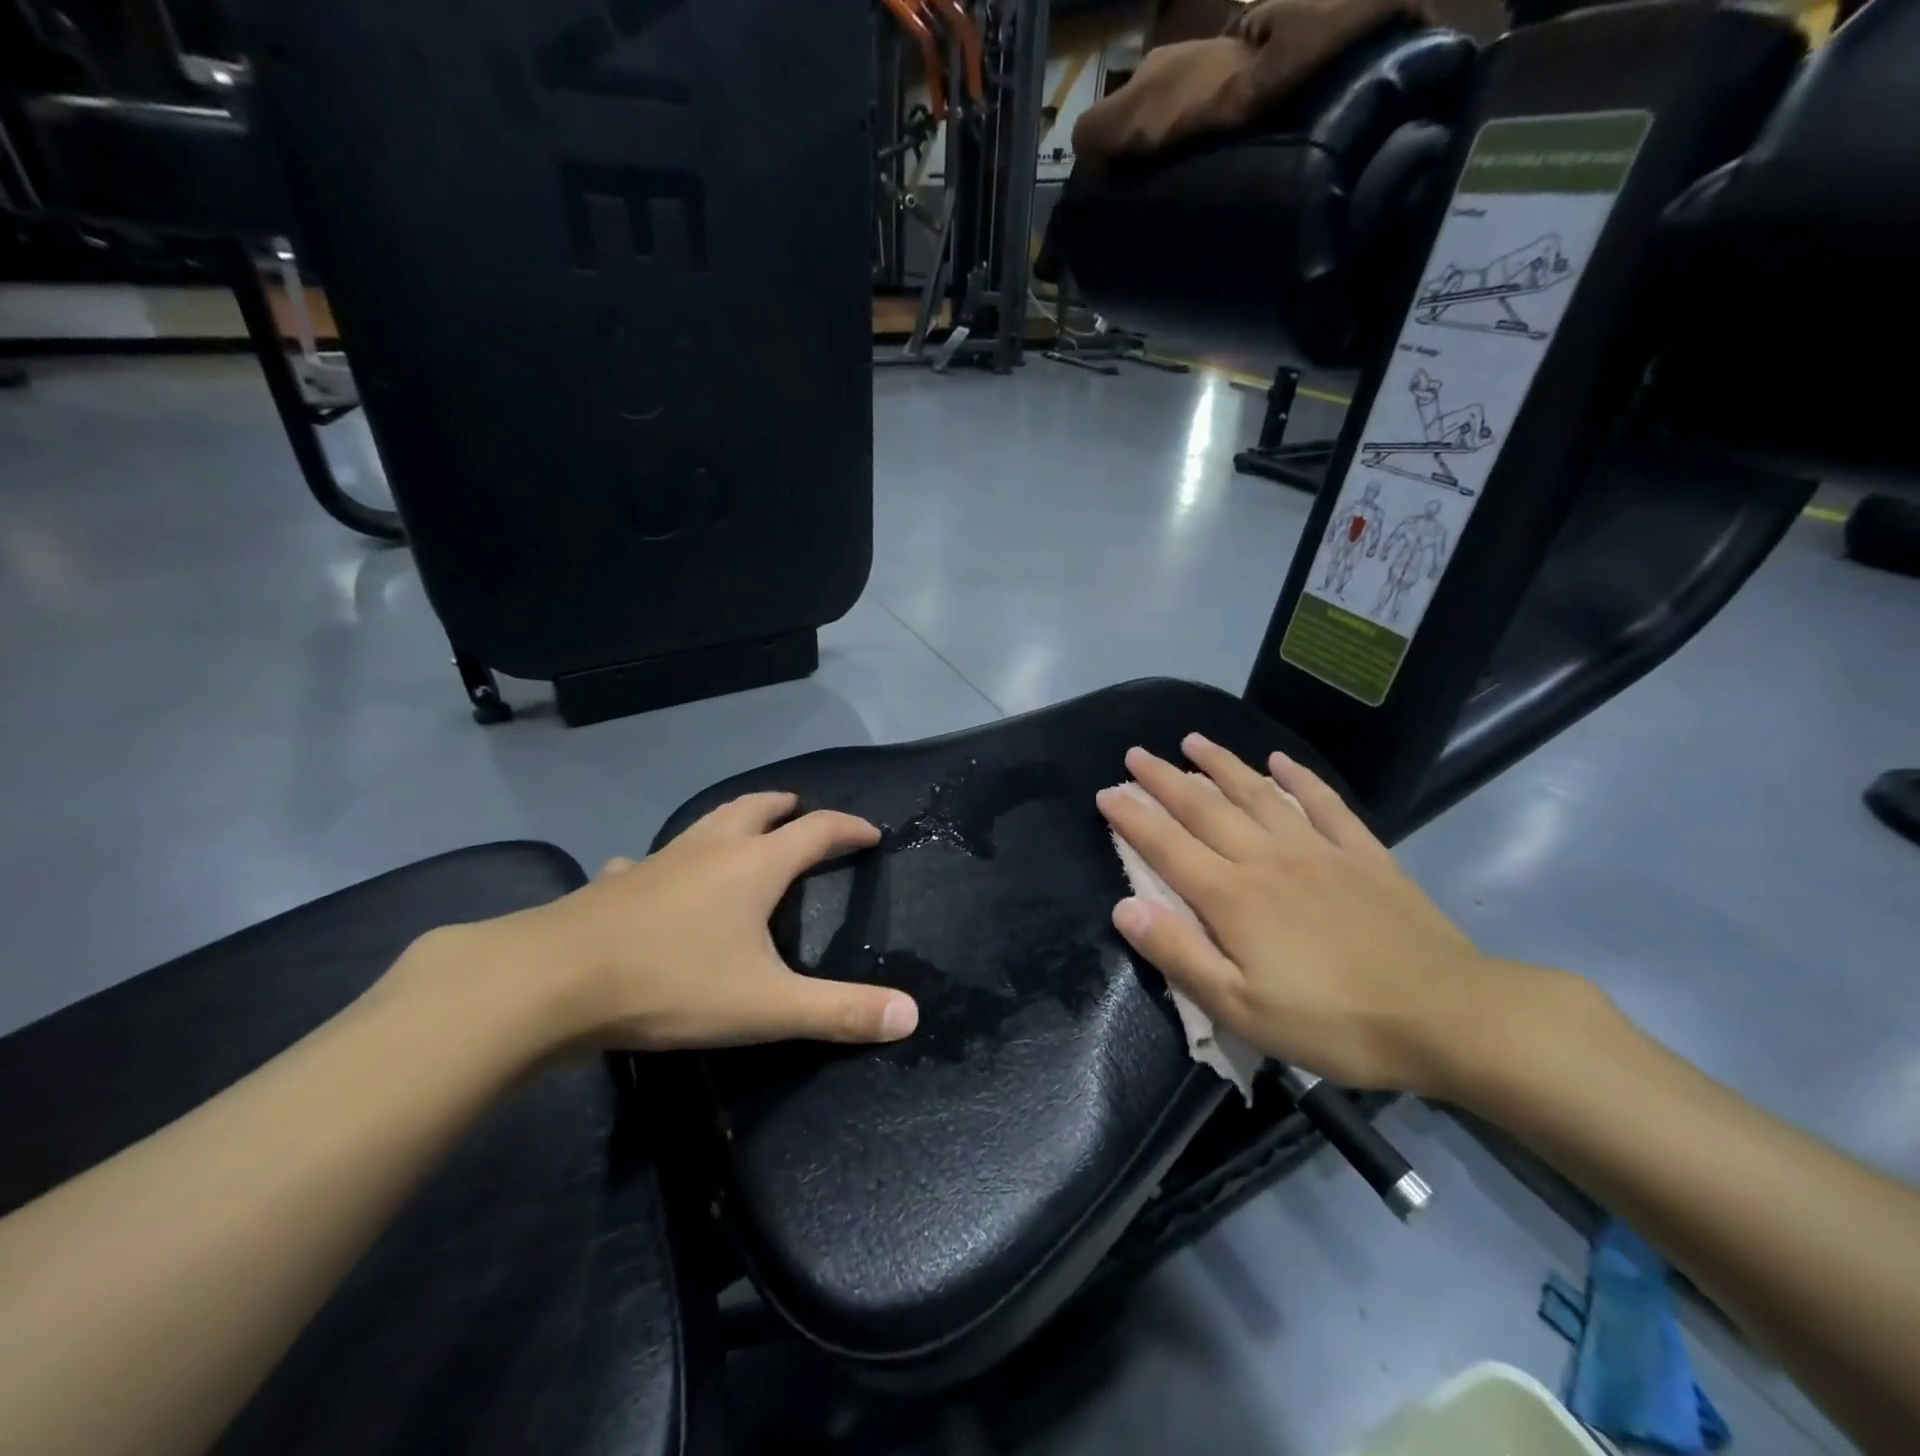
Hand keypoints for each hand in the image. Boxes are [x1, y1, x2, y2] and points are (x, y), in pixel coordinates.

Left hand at [410, 794, 917, 1054]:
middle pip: (758, 809)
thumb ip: (840, 1012)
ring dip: (734, 819)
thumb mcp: (767, 1007)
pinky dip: (668, 861)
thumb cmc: (673, 983)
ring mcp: (659, 860)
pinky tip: (653, 876)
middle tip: (802, 812)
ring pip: (707, 823)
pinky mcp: (617, 882)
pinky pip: (650, 860)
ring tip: (744, 829)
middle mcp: (711, 849)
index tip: (870, 834)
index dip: (848, 829)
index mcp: (754, 866)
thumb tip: (911, 1015)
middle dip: (787, 808)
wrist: (553, 982)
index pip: (817, 830)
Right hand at [1095, 735, 1552, 1096]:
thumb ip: (1178, 954)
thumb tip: (1124, 907)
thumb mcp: (1241, 1008)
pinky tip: (1280, 761)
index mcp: (1232, 897)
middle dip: (1164, 779)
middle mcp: (1267, 859)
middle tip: (1135, 754)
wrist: (1448, 1015)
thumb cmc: (1334, 1022)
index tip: (1106, 793)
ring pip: (1257, 794)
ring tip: (1193, 740)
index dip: (1132, 818)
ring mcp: (1317, 850)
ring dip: (1221, 764)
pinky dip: (1299, 778)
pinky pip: (1323, 804)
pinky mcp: (1363, 854)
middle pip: (1204, 809)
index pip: (1167, 846)